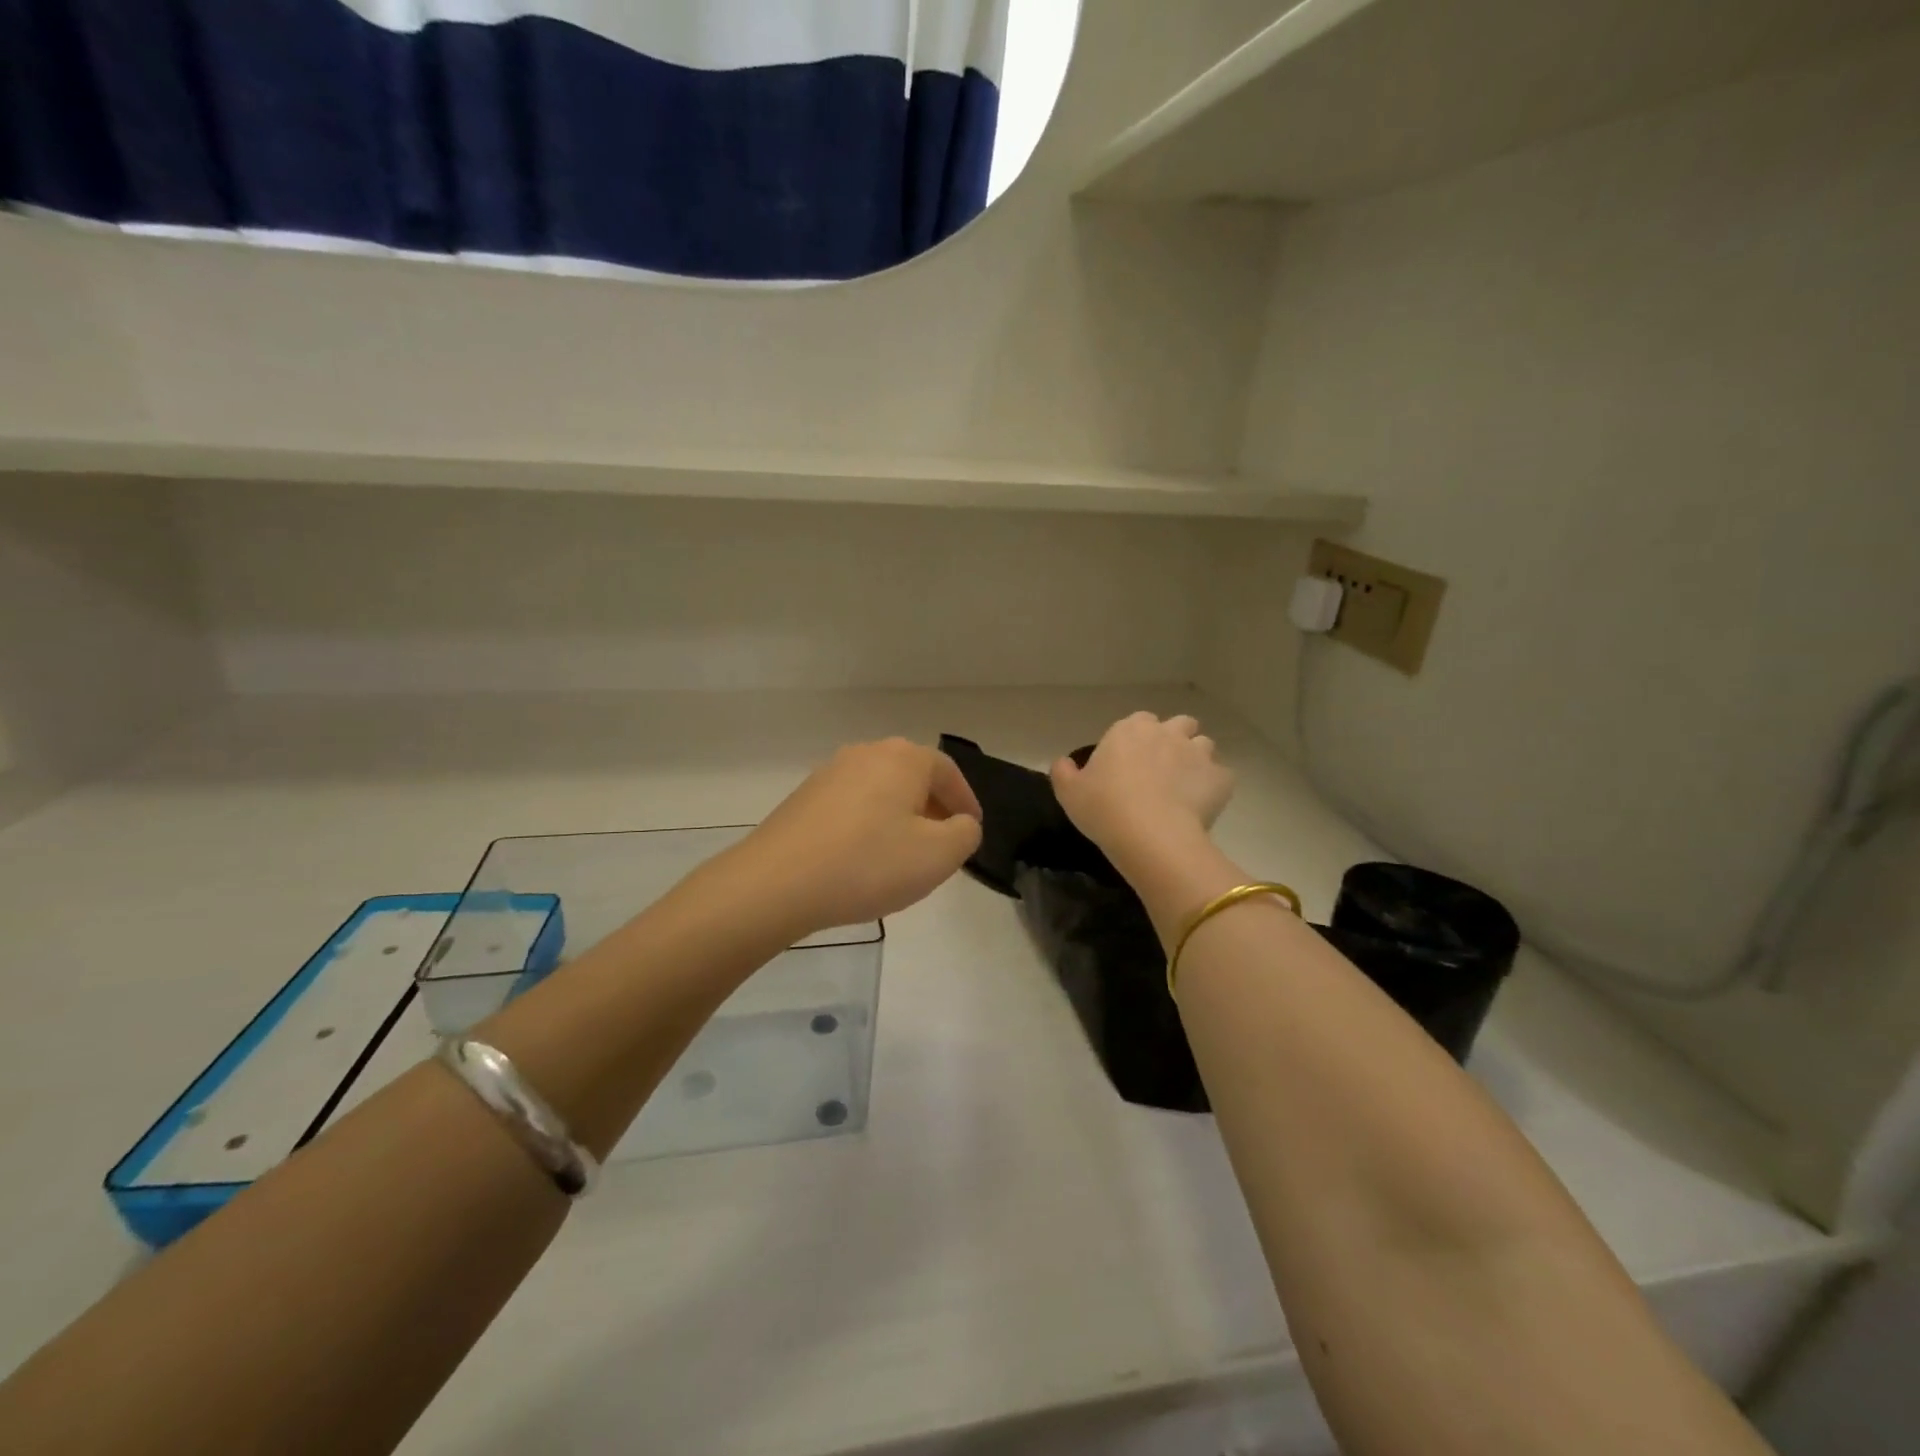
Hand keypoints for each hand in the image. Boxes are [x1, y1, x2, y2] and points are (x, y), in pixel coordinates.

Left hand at [735, 739, 983, 935]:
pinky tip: (863, 859)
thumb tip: (960, 824)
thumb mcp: (938, 856)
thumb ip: (965, 834)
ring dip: (899, 817)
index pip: (948, 771)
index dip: (966, 802)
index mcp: (903, 758)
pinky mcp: (804, 798)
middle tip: (942, 844)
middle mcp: (866, 753)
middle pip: (913, 776)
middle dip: (933, 808)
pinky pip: (852, 805)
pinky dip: (868, 825)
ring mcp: (830, 773)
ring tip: (903, 855)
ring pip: (881, 791)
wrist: (776, 883)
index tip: (971, 831)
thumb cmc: (868, 864)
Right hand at [1051, 712, 1233, 870]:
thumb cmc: (1105, 808)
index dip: (1138, 739)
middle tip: (1162, 770)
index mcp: (1129, 729)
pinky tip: (1201, 806)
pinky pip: (1221, 777)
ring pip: (1204, 746)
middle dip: (1175, 739)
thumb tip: (1062, 762)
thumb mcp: (1069, 792)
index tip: (1131, 761)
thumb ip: (1064, 772)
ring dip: (1196, 760)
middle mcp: (1167, 732)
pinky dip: (1213, 787)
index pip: (1139, 721)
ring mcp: (1198, 753)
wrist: (1151, 836)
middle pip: (1180, 724)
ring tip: (1185, 787)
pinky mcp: (1221, 778)